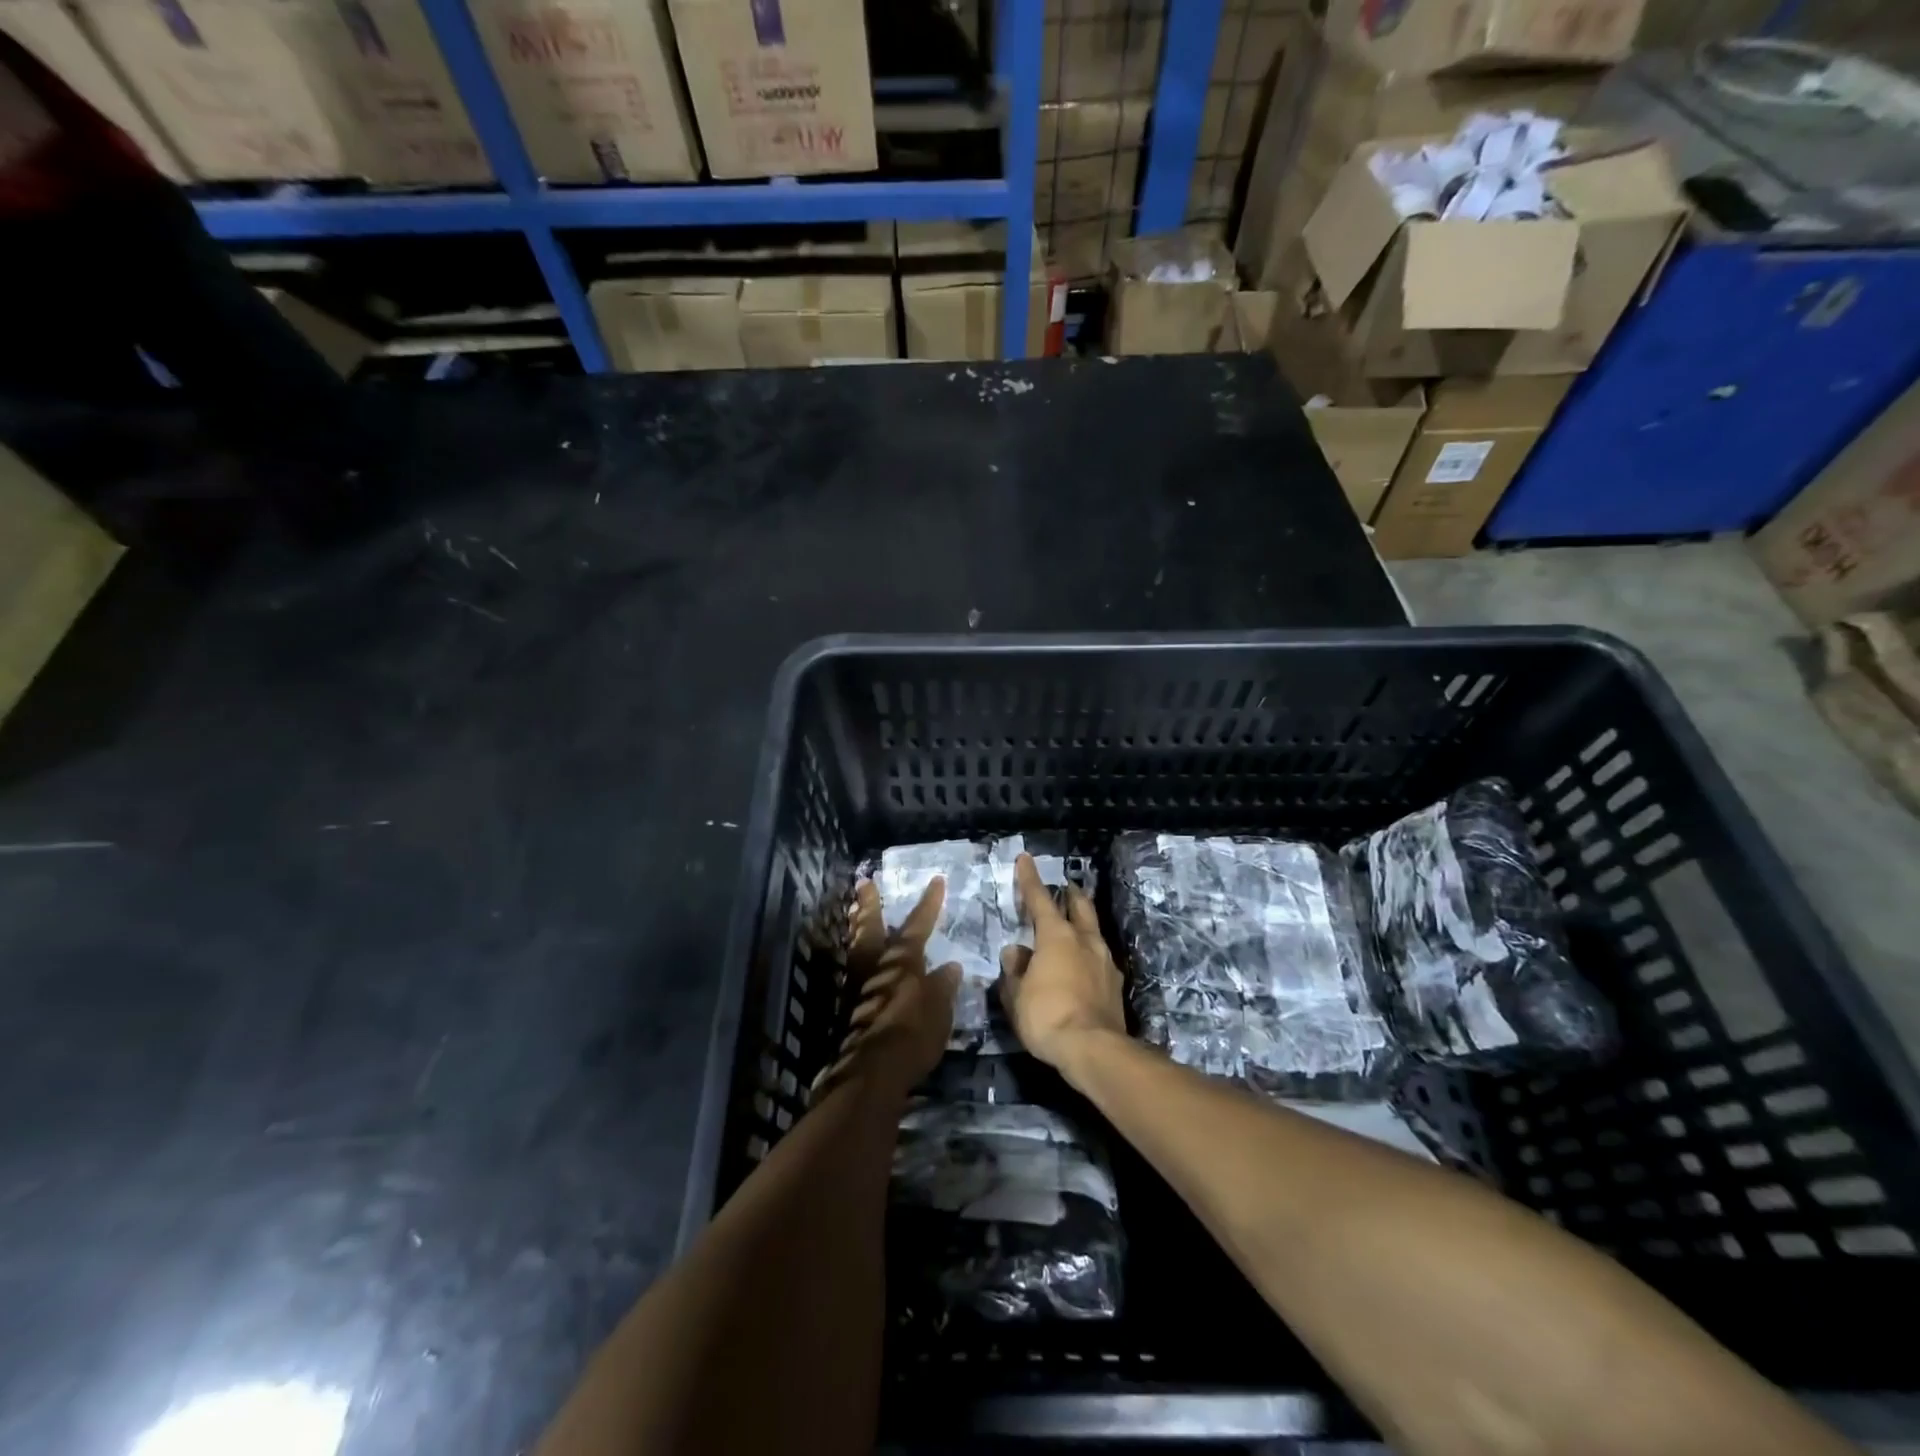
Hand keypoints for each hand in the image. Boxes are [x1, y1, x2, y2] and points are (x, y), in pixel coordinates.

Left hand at [812, 878, 960, 1101]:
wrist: (871, 1070)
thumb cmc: (912, 1033)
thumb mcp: (939, 1009)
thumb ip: (943, 986)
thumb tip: (950, 967)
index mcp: (902, 960)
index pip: (917, 924)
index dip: (928, 903)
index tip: (936, 881)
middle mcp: (877, 965)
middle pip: (871, 927)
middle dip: (870, 904)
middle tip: (865, 883)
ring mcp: (858, 985)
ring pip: (857, 946)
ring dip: (857, 927)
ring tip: (856, 913)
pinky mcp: (849, 1006)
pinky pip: (854, 968)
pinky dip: (857, 955)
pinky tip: (862, 960)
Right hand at [997, 853, 1126, 1070]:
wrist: (1094, 1049)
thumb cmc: (1047, 1016)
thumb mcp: (1016, 995)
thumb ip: (1014, 970)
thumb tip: (1015, 953)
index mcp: (1056, 936)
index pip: (1039, 899)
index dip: (1030, 878)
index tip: (1026, 859)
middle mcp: (1084, 940)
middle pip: (1080, 906)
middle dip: (1070, 894)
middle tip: (1065, 887)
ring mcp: (1105, 961)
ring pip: (1093, 931)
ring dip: (1083, 924)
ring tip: (1073, 928)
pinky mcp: (1115, 984)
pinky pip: (1099, 959)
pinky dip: (1088, 954)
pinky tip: (1083, 966)